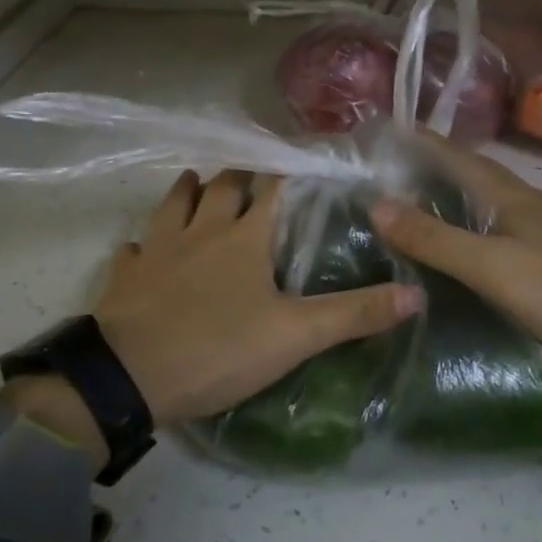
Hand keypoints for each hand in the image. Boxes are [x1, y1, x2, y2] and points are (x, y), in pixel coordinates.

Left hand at [89, 169, 419, 426]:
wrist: (127, 377)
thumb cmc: (217, 349)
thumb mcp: (295, 336)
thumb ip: (354, 314)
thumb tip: (416, 294)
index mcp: (244, 237)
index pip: (273, 188)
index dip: (289, 173)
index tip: (303, 163)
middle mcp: (201, 229)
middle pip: (221, 186)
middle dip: (238, 176)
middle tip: (252, 177)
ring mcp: (158, 249)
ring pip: (173, 204)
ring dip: (187, 191)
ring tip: (197, 184)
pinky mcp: (125, 275)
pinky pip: (134, 248)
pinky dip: (144, 244)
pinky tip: (145, 250)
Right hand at [371, 134, 541, 422]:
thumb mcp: (494, 268)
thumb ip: (437, 240)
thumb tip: (376, 203)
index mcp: (514, 197)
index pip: (459, 157)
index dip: (425, 143)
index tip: (391, 131)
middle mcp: (539, 203)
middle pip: (482, 177)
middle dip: (442, 171)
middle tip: (400, 177)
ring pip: (505, 204)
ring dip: (469, 201)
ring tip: (438, 210)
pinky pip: (524, 230)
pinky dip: (496, 229)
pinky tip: (495, 249)